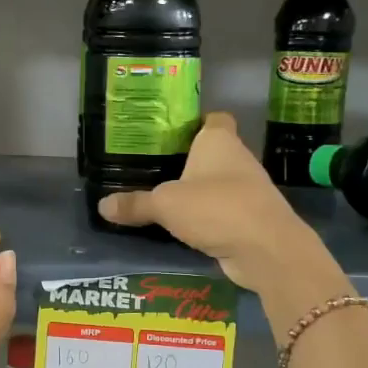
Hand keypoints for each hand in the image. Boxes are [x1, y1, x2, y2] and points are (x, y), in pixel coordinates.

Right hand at [97, 112, 332, 292]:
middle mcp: (237, 158)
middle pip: (212, 152)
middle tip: (153, 167)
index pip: (213, 118)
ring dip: (197, 191)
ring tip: (162, 198)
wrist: (266, 248)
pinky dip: (207, 217)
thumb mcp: (165, 205)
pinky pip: (222, 211)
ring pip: (217, 183)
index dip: (194, 122)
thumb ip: (135, 204)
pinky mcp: (251, 218)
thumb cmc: (216, 207)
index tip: (169, 133)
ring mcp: (248, 189)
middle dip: (188, 160)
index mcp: (219, 140)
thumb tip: (102, 206)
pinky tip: (183, 227)